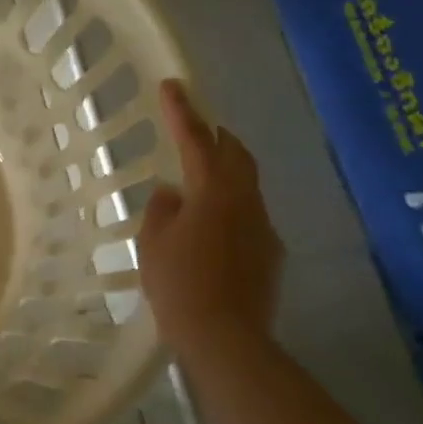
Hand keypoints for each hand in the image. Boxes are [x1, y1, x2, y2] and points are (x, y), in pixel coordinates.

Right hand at [138, 79, 283, 354]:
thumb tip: (172, 192)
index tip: (172, 85)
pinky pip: (249, 214)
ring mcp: (263, 227)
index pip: (196, 140)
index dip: (181, 111)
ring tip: (198, 178)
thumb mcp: (153, 243)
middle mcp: (245, 201)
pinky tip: (211, 227)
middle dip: (216, 136)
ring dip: (224, 171)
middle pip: (236, 154)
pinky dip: (230, 205)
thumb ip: (161, 209)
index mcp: (213, 192)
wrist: (226, 338)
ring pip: (245, 184)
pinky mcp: (269, 253)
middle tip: (194, 128)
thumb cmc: (179, 284)